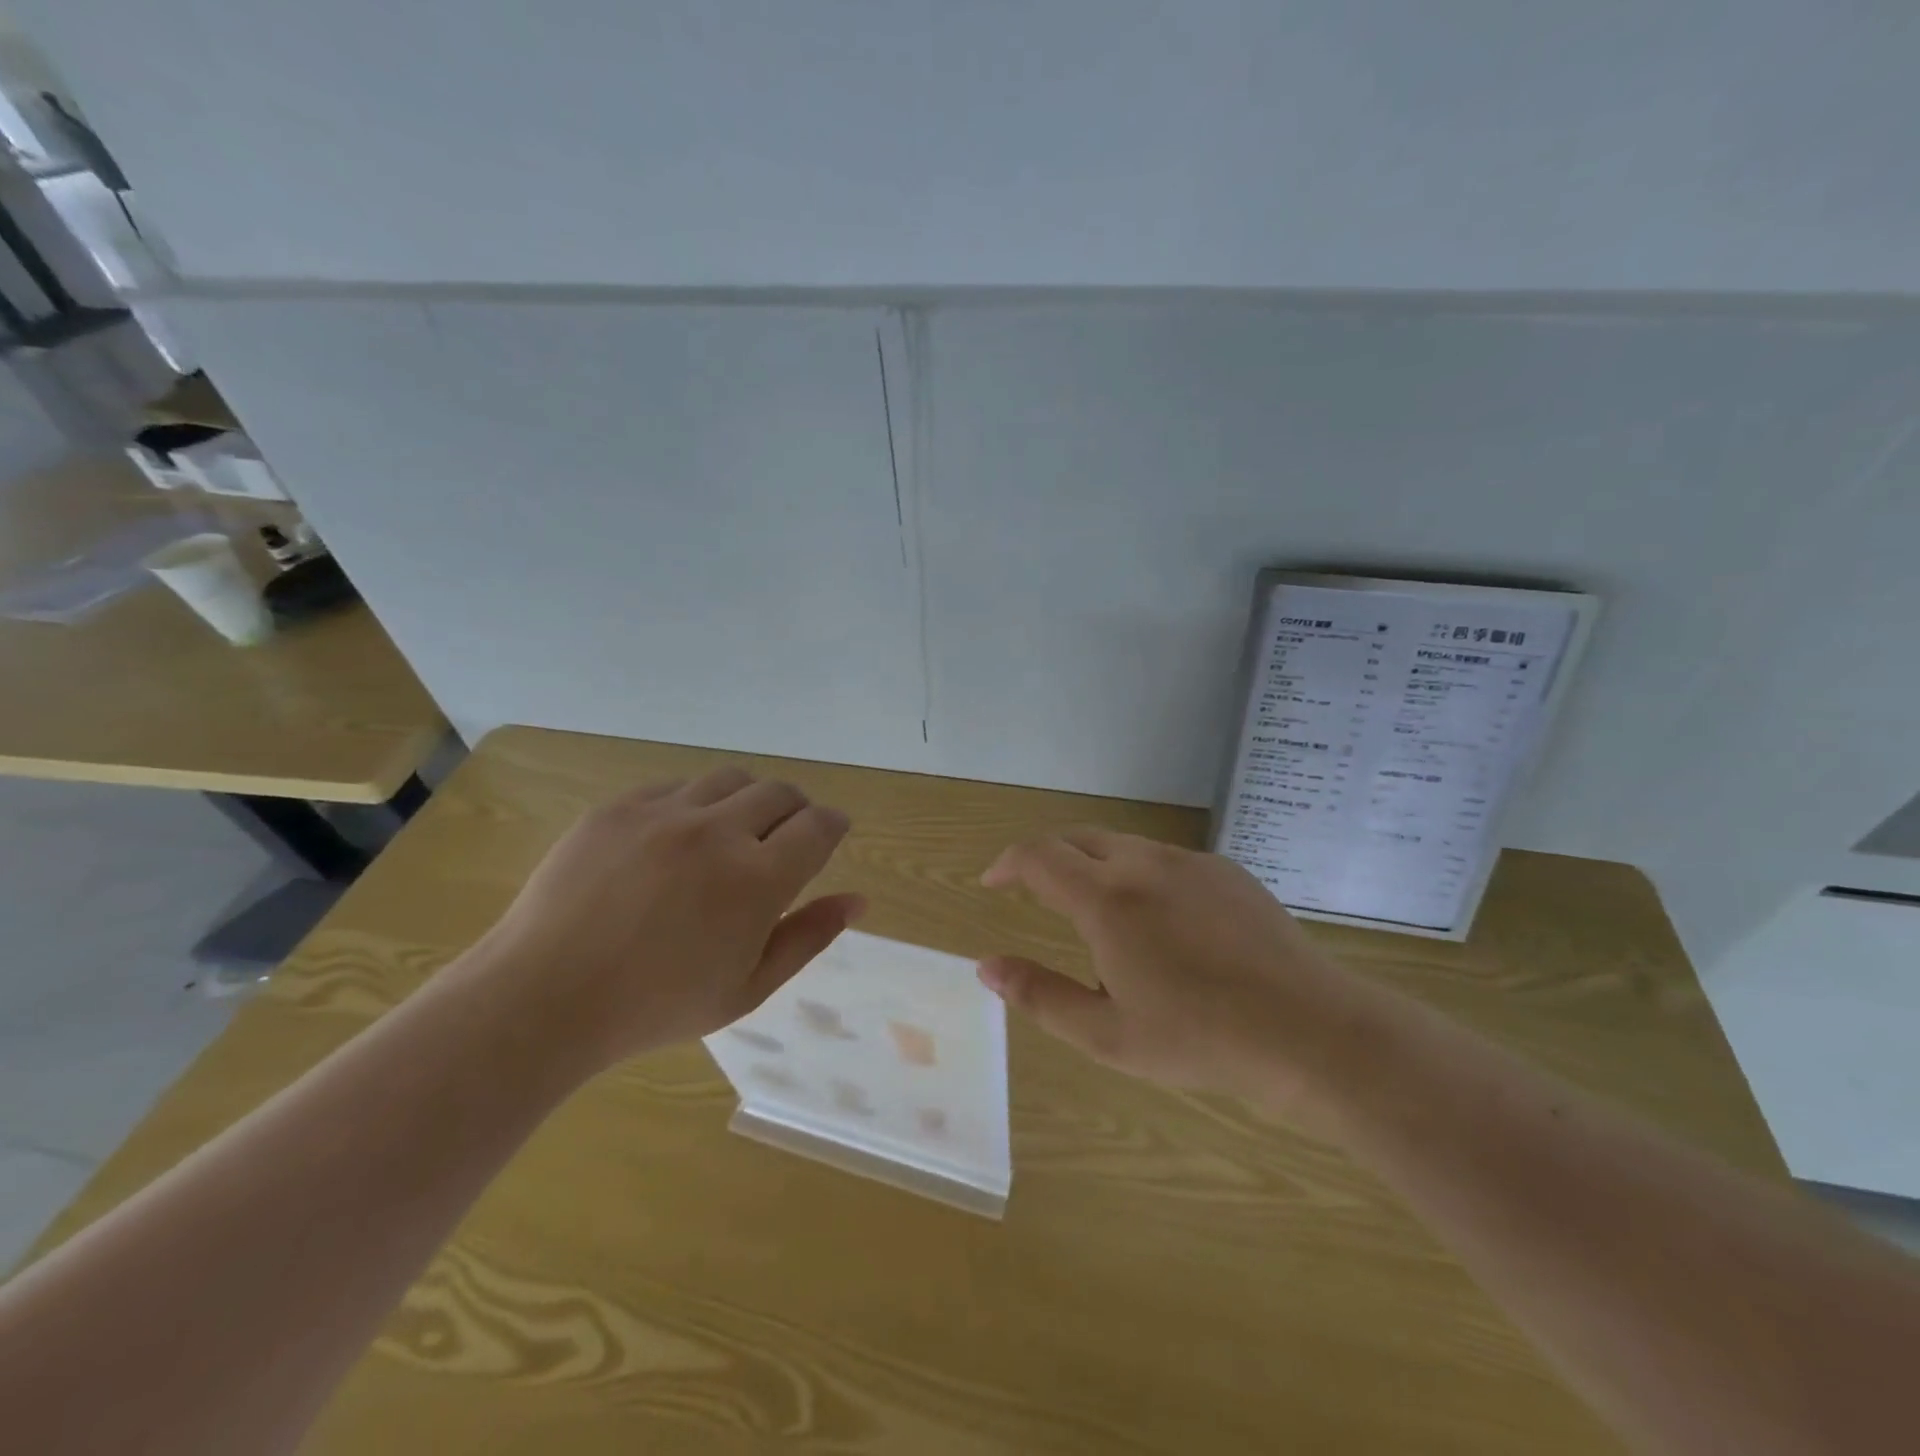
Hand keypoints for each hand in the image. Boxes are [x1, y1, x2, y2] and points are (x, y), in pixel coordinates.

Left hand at [465, 767, 863, 1074]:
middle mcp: (718, 832)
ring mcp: (664, 813)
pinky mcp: (620, 807)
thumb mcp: (748, 987)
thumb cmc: (656, 1006)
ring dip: (749, 799)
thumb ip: (809, 937)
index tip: (830, 835)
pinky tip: (678, 838)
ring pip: (732, 779)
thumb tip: (858, 900)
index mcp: (757, 880)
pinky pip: (677, 786)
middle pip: (781, 793)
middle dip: (796, 810)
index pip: (819, 825)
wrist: (543, 997)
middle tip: (785, 838)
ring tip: (734, 832)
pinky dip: (696, 804)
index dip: (833, 825)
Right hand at [977, 829, 1396, 1130]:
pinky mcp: (1227, 871)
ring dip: (1092, 866)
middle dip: (1045, 858)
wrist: (1312, 1032)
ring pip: (1122, 845)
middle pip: (1077, 839)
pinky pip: (1164, 859)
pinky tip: (1159, 922)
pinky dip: (1137, 874)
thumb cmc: (1200, 1040)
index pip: (1038, 856)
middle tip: (1032, 891)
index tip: (992, 883)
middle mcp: (1144, 863)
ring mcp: (1190, 862)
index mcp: (1107, 900)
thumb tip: (986, 966)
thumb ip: (1040, 994)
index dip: (1006, 864)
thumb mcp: (1107, 1035)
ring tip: (1096, 916)